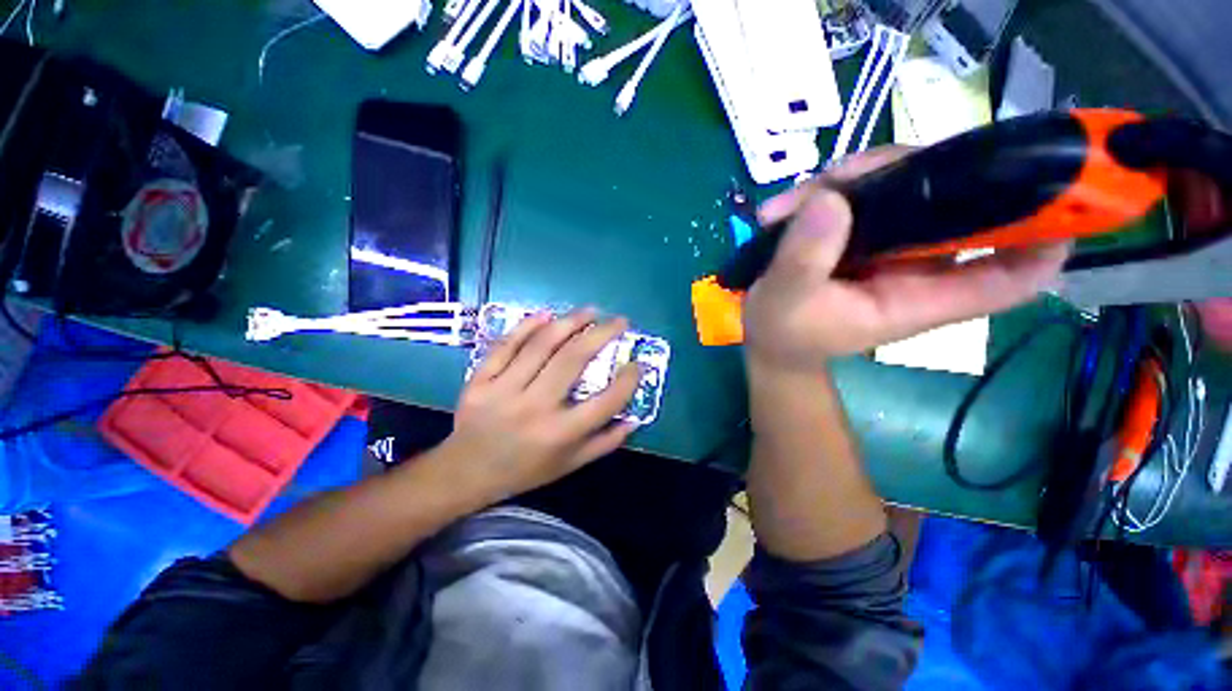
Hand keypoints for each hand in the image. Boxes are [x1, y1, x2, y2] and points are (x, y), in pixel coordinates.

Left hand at [443, 308, 640, 499]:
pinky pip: (506, 345)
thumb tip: (635, 418)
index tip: (638, 363)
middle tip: (619, 321)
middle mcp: (535, 408)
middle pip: (573, 360)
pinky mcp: (480, 379)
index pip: (605, 402)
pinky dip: (527, 326)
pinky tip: (546, 314)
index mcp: (560, 434)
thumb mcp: (570, 465)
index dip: (628, 380)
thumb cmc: (525, 470)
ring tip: (590, 311)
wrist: (467, 472)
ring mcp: (503, 390)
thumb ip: (605, 443)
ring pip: (541, 345)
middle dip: (601, 334)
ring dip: (570, 322)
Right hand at [743, 147, 1069, 372]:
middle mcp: (917, 267)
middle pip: (959, 204)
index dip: (1047, 237)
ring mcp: (890, 247)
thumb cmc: (781, 333)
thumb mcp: (784, 302)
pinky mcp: (862, 235)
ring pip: (907, 186)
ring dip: (854, 179)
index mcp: (916, 298)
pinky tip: (783, 207)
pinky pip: (865, 193)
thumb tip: (830, 200)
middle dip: (914, 174)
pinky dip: (827, 190)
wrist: (766, 339)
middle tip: (843, 176)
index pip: (1009, 277)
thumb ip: (804, 260)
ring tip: (790, 203)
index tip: (1052, 183)